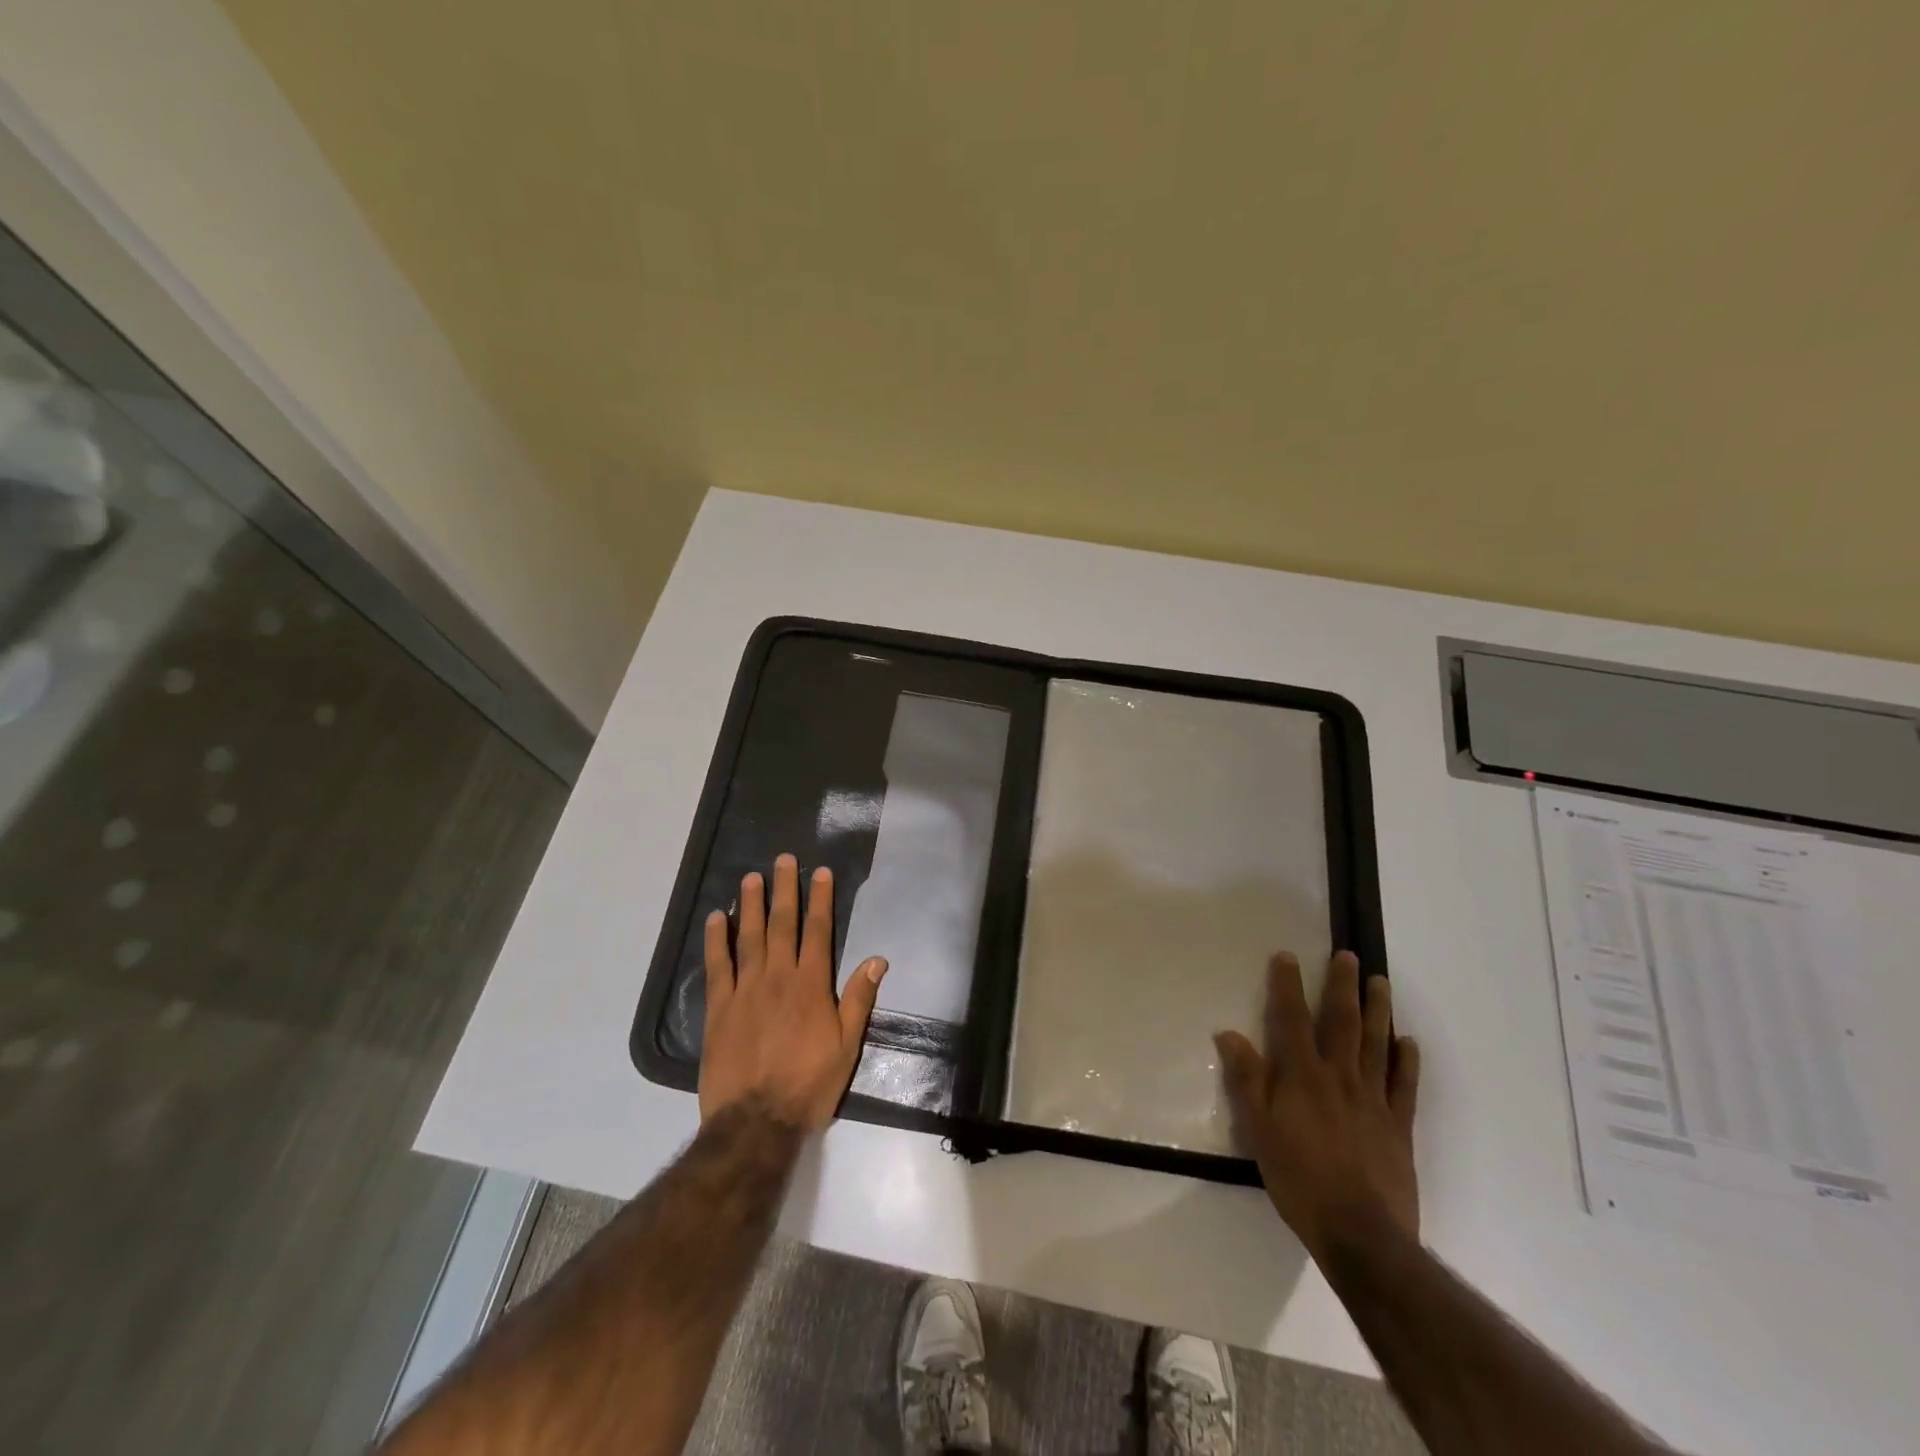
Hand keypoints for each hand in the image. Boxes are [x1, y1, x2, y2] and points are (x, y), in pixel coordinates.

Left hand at [699, 853, 887, 1130]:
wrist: (756, 1121)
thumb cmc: (808, 1085)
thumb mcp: (846, 1046)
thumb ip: (858, 999)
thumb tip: (877, 959)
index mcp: (811, 985)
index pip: (818, 931)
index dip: (820, 900)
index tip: (820, 873)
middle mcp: (779, 977)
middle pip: (782, 924)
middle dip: (785, 890)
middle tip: (783, 860)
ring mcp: (745, 990)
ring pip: (749, 937)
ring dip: (751, 905)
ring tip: (751, 877)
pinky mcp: (719, 1007)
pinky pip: (717, 965)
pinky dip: (717, 939)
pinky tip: (717, 918)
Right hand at [1216, 950, 1420, 1266]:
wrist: (1361, 1234)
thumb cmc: (1299, 1179)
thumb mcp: (1259, 1130)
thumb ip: (1247, 1079)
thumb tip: (1228, 1034)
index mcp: (1303, 1076)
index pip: (1292, 1019)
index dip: (1288, 985)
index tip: (1287, 956)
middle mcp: (1340, 1076)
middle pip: (1342, 1021)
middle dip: (1342, 985)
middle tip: (1349, 955)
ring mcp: (1374, 1099)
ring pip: (1377, 1044)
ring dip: (1378, 1010)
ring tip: (1380, 982)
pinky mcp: (1399, 1125)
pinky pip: (1405, 1084)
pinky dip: (1407, 1060)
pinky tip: (1408, 1041)